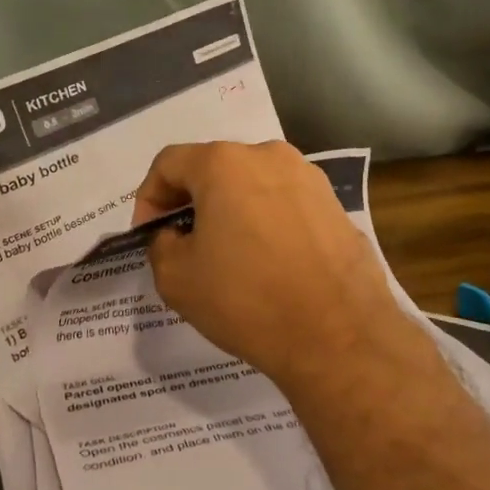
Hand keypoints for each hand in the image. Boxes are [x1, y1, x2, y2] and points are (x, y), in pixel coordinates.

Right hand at [132, 141, 410, 389]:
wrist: (339, 334)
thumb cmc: (248, 299)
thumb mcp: (177, 279)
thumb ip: (161, 244)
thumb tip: (174, 235)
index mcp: (224, 163)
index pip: (169, 163)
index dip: (149, 197)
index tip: (150, 235)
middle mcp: (268, 155)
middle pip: (214, 168)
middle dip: (192, 201)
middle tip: (184, 243)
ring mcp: (308, 177)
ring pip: (252, 184)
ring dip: (232, 210)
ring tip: (229, 255)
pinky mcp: (334, 203)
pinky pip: (285, 203)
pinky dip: (267, 221)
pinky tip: (269, 262)